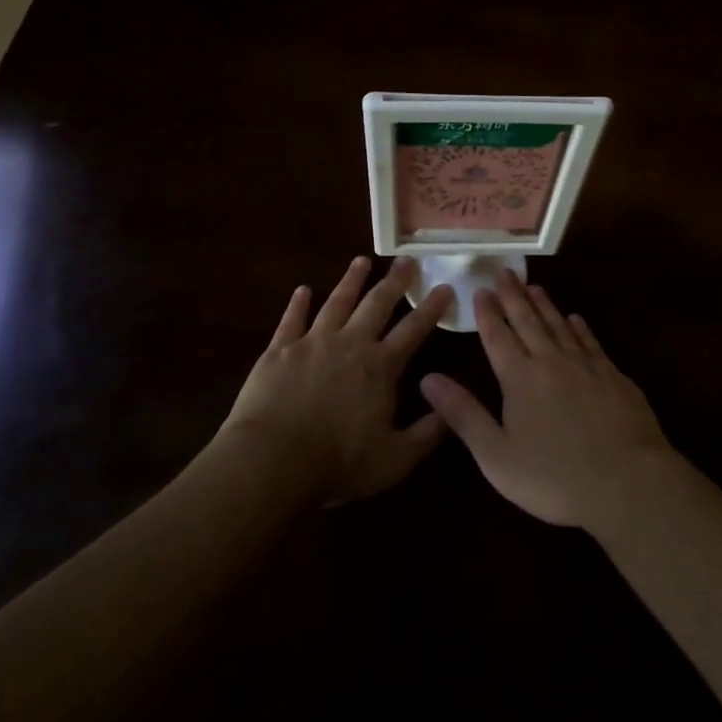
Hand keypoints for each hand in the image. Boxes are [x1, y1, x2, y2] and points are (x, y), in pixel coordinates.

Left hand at [221, 256, 452, 506]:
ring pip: (337, 302)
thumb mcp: (395, 459)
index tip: (444, 287)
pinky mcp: (279, 350)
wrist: (272, 460)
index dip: (431, 308)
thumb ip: (426, 434)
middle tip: (406, 259)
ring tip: (362, 261)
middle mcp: (350, 343)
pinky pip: (292, 319)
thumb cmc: (338, 462)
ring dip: (351, 280)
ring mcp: (312, 342)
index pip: (413, 330)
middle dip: (395, 281)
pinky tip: (303, 290)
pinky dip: (298, 303)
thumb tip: (449, 408)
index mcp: (381, 367)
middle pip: (377, 304)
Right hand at [419, 271, 673, 532]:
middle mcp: (551, 362)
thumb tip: (427, 378)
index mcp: (520, 379)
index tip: (480, 289)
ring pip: (560, 325)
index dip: (487, 313)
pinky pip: (591, 342)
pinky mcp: (614, 377)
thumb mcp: (496, 455)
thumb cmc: (555, 477)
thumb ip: (463, 414)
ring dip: (544, 305)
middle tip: (505, 273)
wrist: (628, 483)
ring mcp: (586, 366)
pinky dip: (579, 327)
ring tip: (534, 286)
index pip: (498, 337)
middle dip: (514, 296)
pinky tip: (575, 319)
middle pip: (528, 321)